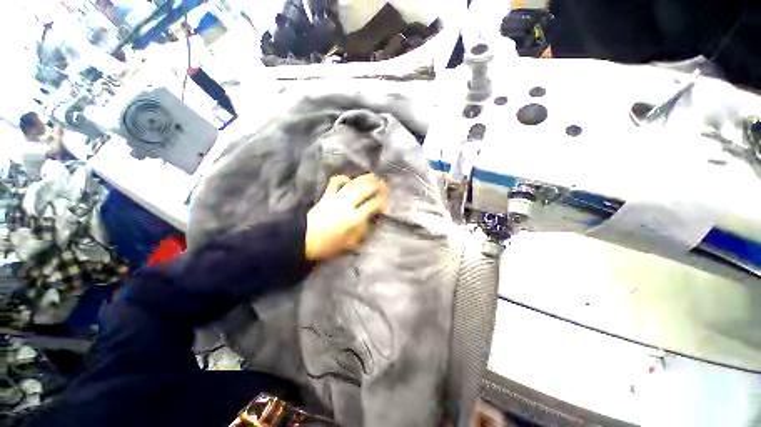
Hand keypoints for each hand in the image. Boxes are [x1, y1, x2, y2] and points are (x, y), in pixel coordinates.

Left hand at [305, 173, 387, 260]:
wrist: (303, 240)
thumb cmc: (328, 245)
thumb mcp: (350, 243)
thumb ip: (363, 231)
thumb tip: (373, 220)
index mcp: (353, 219)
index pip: (372, 205)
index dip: (381, 202)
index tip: (385, 203)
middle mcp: (346, 205)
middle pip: (364, 191)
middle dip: (376, 185)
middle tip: (384, 183)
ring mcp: (335, 199)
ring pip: (352, 185)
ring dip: (364, 179)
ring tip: (373, 175)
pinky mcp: (326, 196)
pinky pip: (334, 183)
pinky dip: (342, 178)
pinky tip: (348, 179)